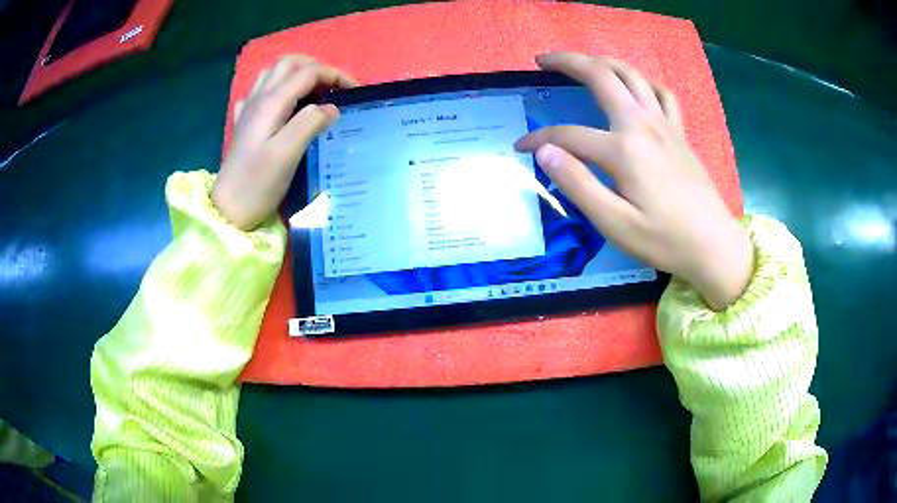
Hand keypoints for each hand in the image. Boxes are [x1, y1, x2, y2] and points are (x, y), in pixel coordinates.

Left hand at [212, 55, 358, 230]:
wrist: (228, 209)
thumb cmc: (258, 184)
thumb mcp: (287, 154)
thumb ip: (310, 123)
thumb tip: (331, 108)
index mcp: (272, 102)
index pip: (309, 72)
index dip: (335, 75)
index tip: (356, 91)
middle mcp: (259, 99)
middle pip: (290, 63)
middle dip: (317, 68)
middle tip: (335, 87)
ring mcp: (249, 110)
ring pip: (274, 73)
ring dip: (298, 73)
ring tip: (315, 91)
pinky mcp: (245, 124)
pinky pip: (261, 92)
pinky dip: (278, 88)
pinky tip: (284, 104)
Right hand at [515, 52, 752, 310]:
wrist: (713, 245)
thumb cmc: (664, 240)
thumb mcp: (614, 224)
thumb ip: (578, 184)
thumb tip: (545, 152)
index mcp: (623, 150)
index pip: (568, 135)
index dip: (539, 139)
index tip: (520, 148)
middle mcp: (642, 125)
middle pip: (601, 76)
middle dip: (567, 62)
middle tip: (542, 60)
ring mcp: (664, 125)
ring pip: (632, 75)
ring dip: (603, 62)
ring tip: (584, 63)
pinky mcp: (679, 132)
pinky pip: (661, 93)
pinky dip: (644, 81)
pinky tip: (636, 86)